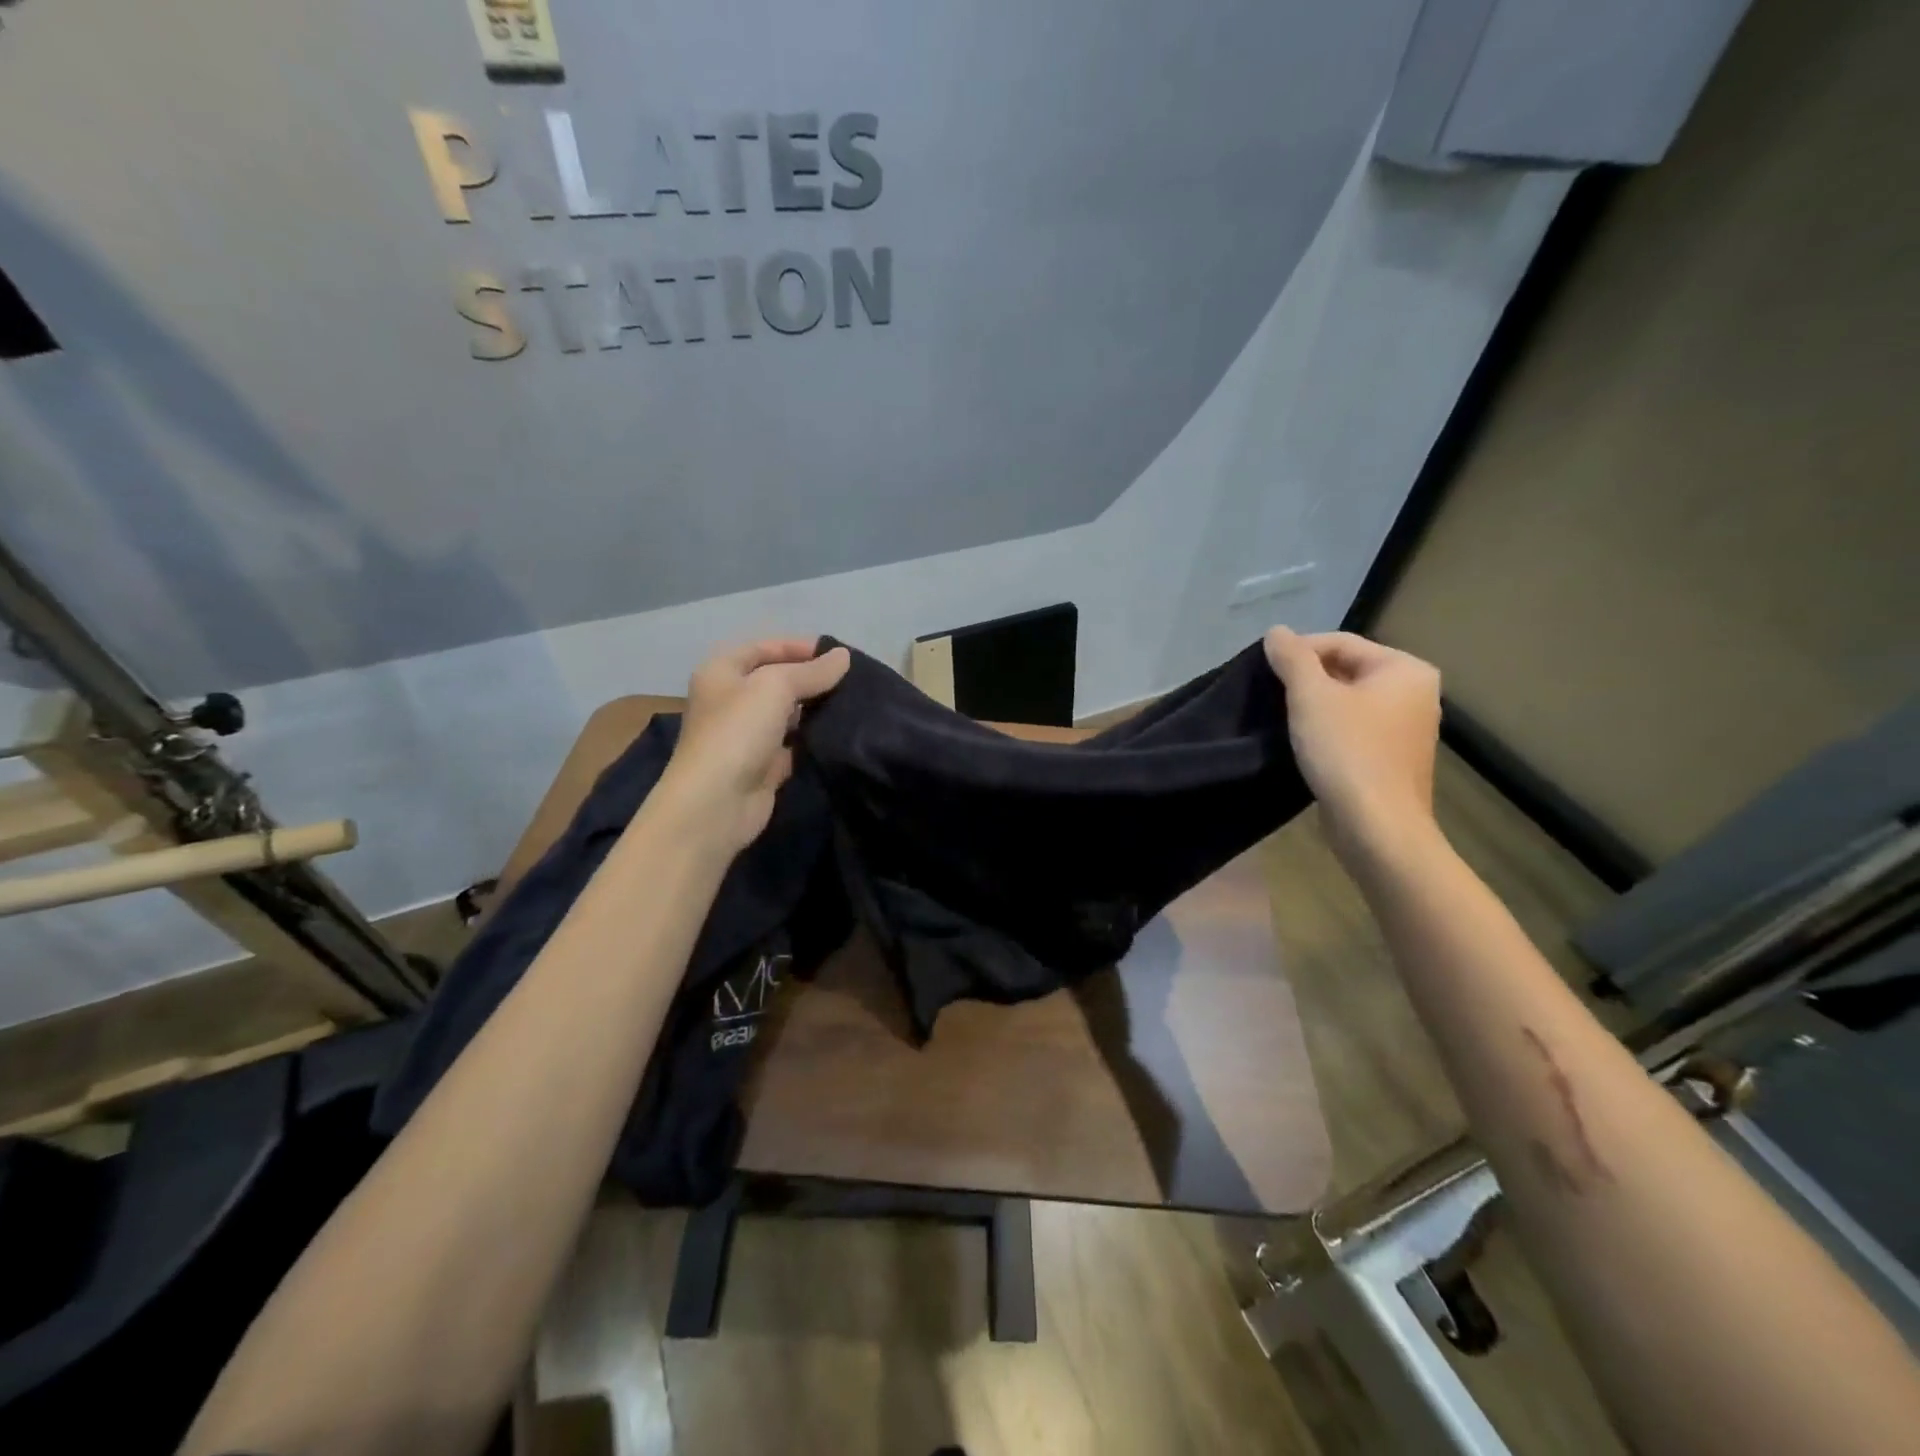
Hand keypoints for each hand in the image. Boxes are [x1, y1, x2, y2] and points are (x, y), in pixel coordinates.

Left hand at [654, 638, 850, 856]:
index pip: (764, 647)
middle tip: (851, 680)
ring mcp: (747, 735)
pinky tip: (840, 734)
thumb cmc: (738, 732)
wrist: (716, 803)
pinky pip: (793, 744)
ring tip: (852, 703)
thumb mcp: (775, 687)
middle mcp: (731, 700)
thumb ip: (812, 671)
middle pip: (776, 680)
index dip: (799, 647)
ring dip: (815, 709)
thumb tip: (844, 656)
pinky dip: (813, 739)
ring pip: (787, 713)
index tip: (838, 655)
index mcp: (722, 672)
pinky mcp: (763, 765)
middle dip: (811, 678)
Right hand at [1263, 628, 1441, 861]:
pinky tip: (1303, 742)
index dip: (1298, 652)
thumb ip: (1292, 658)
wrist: (1376, 828)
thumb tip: (1277, 632)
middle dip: (1306, 679)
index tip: (1264, 671)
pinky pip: (1354, 729)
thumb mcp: (1311, 697)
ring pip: (1348, 701)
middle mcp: (1416, 693)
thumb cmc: (1347, 753)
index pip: (1341, 643)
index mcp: (1405, 669)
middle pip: (1346, 670)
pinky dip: (1327, 729)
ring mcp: (1407, 728)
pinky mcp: (1393, 758)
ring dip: (1314, 706)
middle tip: (1270, 695)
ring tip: (1281, 717)